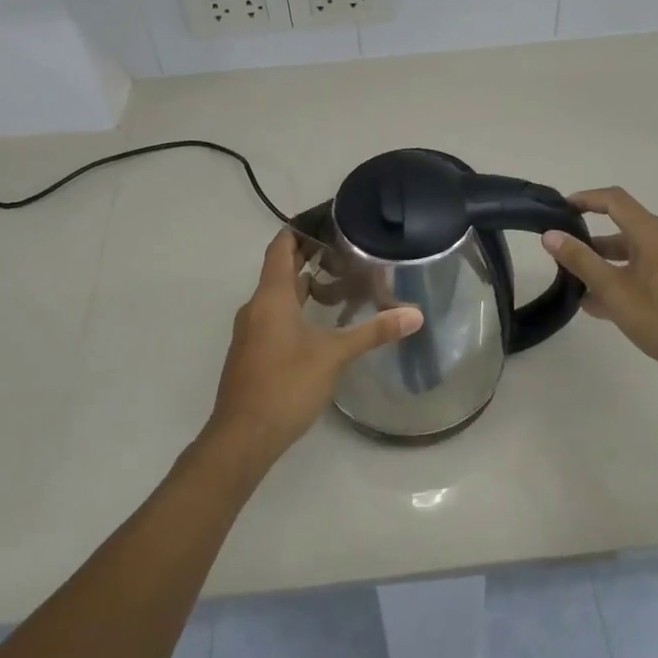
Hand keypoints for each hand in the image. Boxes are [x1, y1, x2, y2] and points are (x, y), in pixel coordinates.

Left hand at [207, 229, 423, 464]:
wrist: (242, 438)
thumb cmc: (285, 385)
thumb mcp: (334, 355)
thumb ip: (374, 331)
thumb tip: (415, 314)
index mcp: (271, 297)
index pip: (281, 246)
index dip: (301, 229)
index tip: (329, 219)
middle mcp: (256, 307)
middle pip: (280, 268)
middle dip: (309, 255)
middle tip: (346, 247)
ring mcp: (251, 331)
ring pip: (278, 295)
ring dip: (305, 284)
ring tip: (341, 281)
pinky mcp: (253, 353)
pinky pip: (275, 316)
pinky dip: (297, 308)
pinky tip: (322, 322)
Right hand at [543, 187, 657, 390]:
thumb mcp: (613, 290)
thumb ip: (580, 261)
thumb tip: (551, 235)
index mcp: (654, 235)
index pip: (615, 201)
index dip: (587, 199)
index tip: (562, 209)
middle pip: (626, 230)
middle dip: (594, 242)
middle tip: (567, 257)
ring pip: (638, 256)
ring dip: (609, 266)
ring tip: (581, 288)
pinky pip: (651, 273)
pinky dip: (628, 280)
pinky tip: (609, 307)